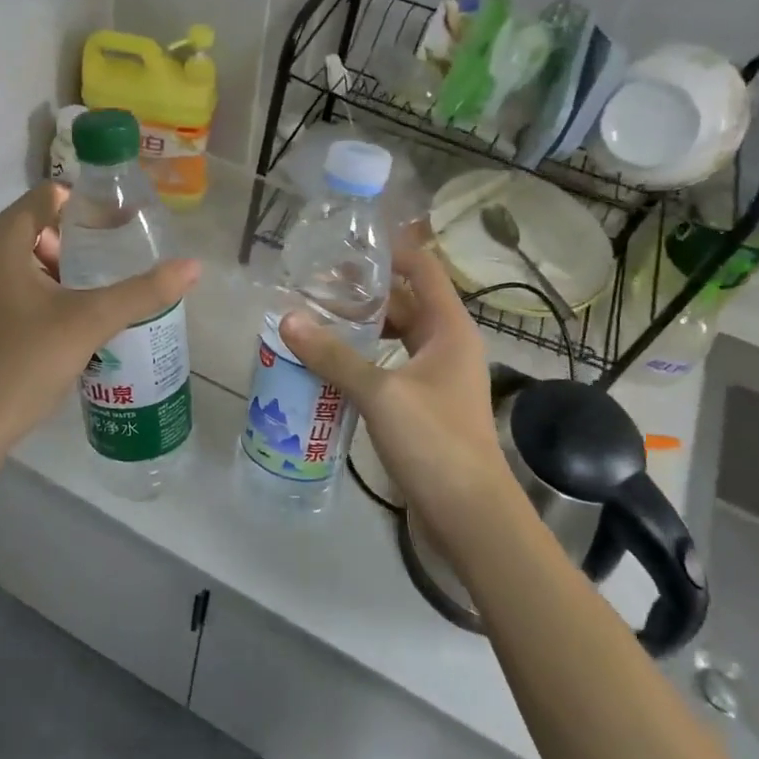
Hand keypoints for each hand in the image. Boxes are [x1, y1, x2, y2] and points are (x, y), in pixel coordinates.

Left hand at [0, 183, 199, 458]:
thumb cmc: (24, 364)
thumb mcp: (90, 323)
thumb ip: (143, 291)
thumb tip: (194, 266)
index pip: (48, 196)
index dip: (87, 207)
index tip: (120, 231)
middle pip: (35, 228)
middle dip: (75, 246)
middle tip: (110, 272)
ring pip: (21, 262)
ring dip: (58, 274)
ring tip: (93, 302)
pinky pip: (6, 288)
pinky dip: (36, 295)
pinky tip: (60, 328)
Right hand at [280, 245, 519, 549]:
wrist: (470, 516)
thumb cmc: (435, 442)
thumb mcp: (381, 393)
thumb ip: (334, 355)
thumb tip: (288, 319)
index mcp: (449, 329)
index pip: (423, 269)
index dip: (390, 251)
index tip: (347, 243)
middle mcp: (446, 345)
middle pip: (404, 302)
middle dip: (363, 292)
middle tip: (314, 284)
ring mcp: (436, 378)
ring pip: (395, 338)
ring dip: (360, 328)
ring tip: (314, 319)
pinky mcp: (424, 406)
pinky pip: (390, 368)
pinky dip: (363, 360)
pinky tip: (329, 364)